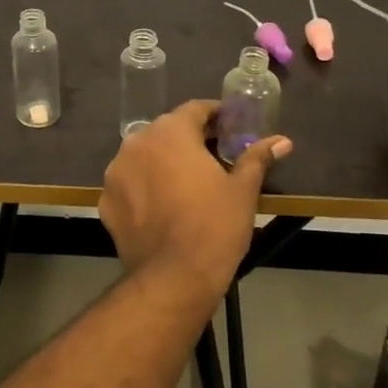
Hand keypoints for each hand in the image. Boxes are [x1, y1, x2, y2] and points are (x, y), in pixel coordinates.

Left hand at [99, 100, 291, 301]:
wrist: (174, 277)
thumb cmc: (215, 226)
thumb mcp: (243, 190)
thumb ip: (257, 158)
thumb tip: (282, 141)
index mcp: (170, 132)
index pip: (194, 109)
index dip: (215, 115)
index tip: (230, 127)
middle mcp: (136, 143)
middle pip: (166, 132)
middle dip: (188, 140)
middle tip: (213, 158)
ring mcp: (115, 173)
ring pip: (144, 157)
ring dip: (163, 163)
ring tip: (185, 184)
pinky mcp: (106, 202)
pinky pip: (129, 185)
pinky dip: (144, 189)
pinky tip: (162, 208)